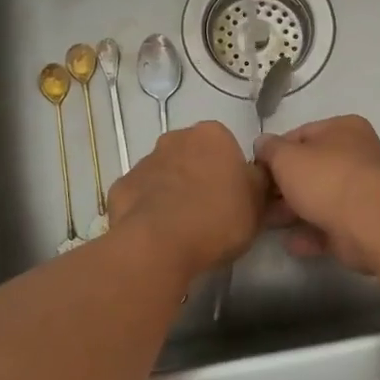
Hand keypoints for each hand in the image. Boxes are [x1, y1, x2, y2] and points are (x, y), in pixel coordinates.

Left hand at [107, 121, 267, 278]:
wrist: (159, 244)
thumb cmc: (218, 218)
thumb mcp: (257, 204)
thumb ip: (259, 183)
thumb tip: (256, 175)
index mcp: (212, 135)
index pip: (227, 147)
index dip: (231, 173)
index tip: (234, 198)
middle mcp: (176, 139)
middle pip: (193, 156)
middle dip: (199, 177)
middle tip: (210, 212)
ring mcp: (144, 161)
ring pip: (164, 174)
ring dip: (172, 192)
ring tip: (182, 228)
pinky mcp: (120, 187)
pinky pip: (140, 196)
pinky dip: (147, 209)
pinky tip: (156, 233)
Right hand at [254, 116, 379, 272]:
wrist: (369, 222)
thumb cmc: (326, 177)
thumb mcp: (287, 157)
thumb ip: (270, 149)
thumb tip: (262, 144)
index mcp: (343, 129)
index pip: (302, 135)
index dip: (275, 152)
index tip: (256, 170)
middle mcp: (357, 156)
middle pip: (311, 170)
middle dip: (282, 186)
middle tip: (258, 200)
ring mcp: (362, 192)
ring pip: (320, 200)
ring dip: (293, 212)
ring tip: (267, 224)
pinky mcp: (363, 225)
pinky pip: (330, 227)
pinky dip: (310, 235)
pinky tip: (291, 243)